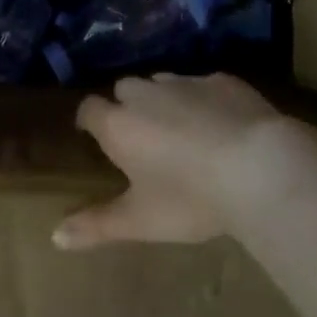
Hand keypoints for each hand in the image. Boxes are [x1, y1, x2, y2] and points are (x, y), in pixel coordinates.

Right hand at [54, 72, 292, 248]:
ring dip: (163, 100)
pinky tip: (221, 124)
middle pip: (124, 89)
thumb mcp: (141, 221)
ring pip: (162, 82)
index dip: (89, 120)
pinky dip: (203, 99)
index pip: (89, 109)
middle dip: (126, 107)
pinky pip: (202, 84)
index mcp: (119, 125)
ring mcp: (185, 82)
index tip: (93, 134)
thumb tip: (55, 237)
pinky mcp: (222, 80)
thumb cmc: (190, 198)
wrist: (260, 167)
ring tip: (180, 129)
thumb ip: (97, 225)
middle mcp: (146, 94)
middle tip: (141, 137)